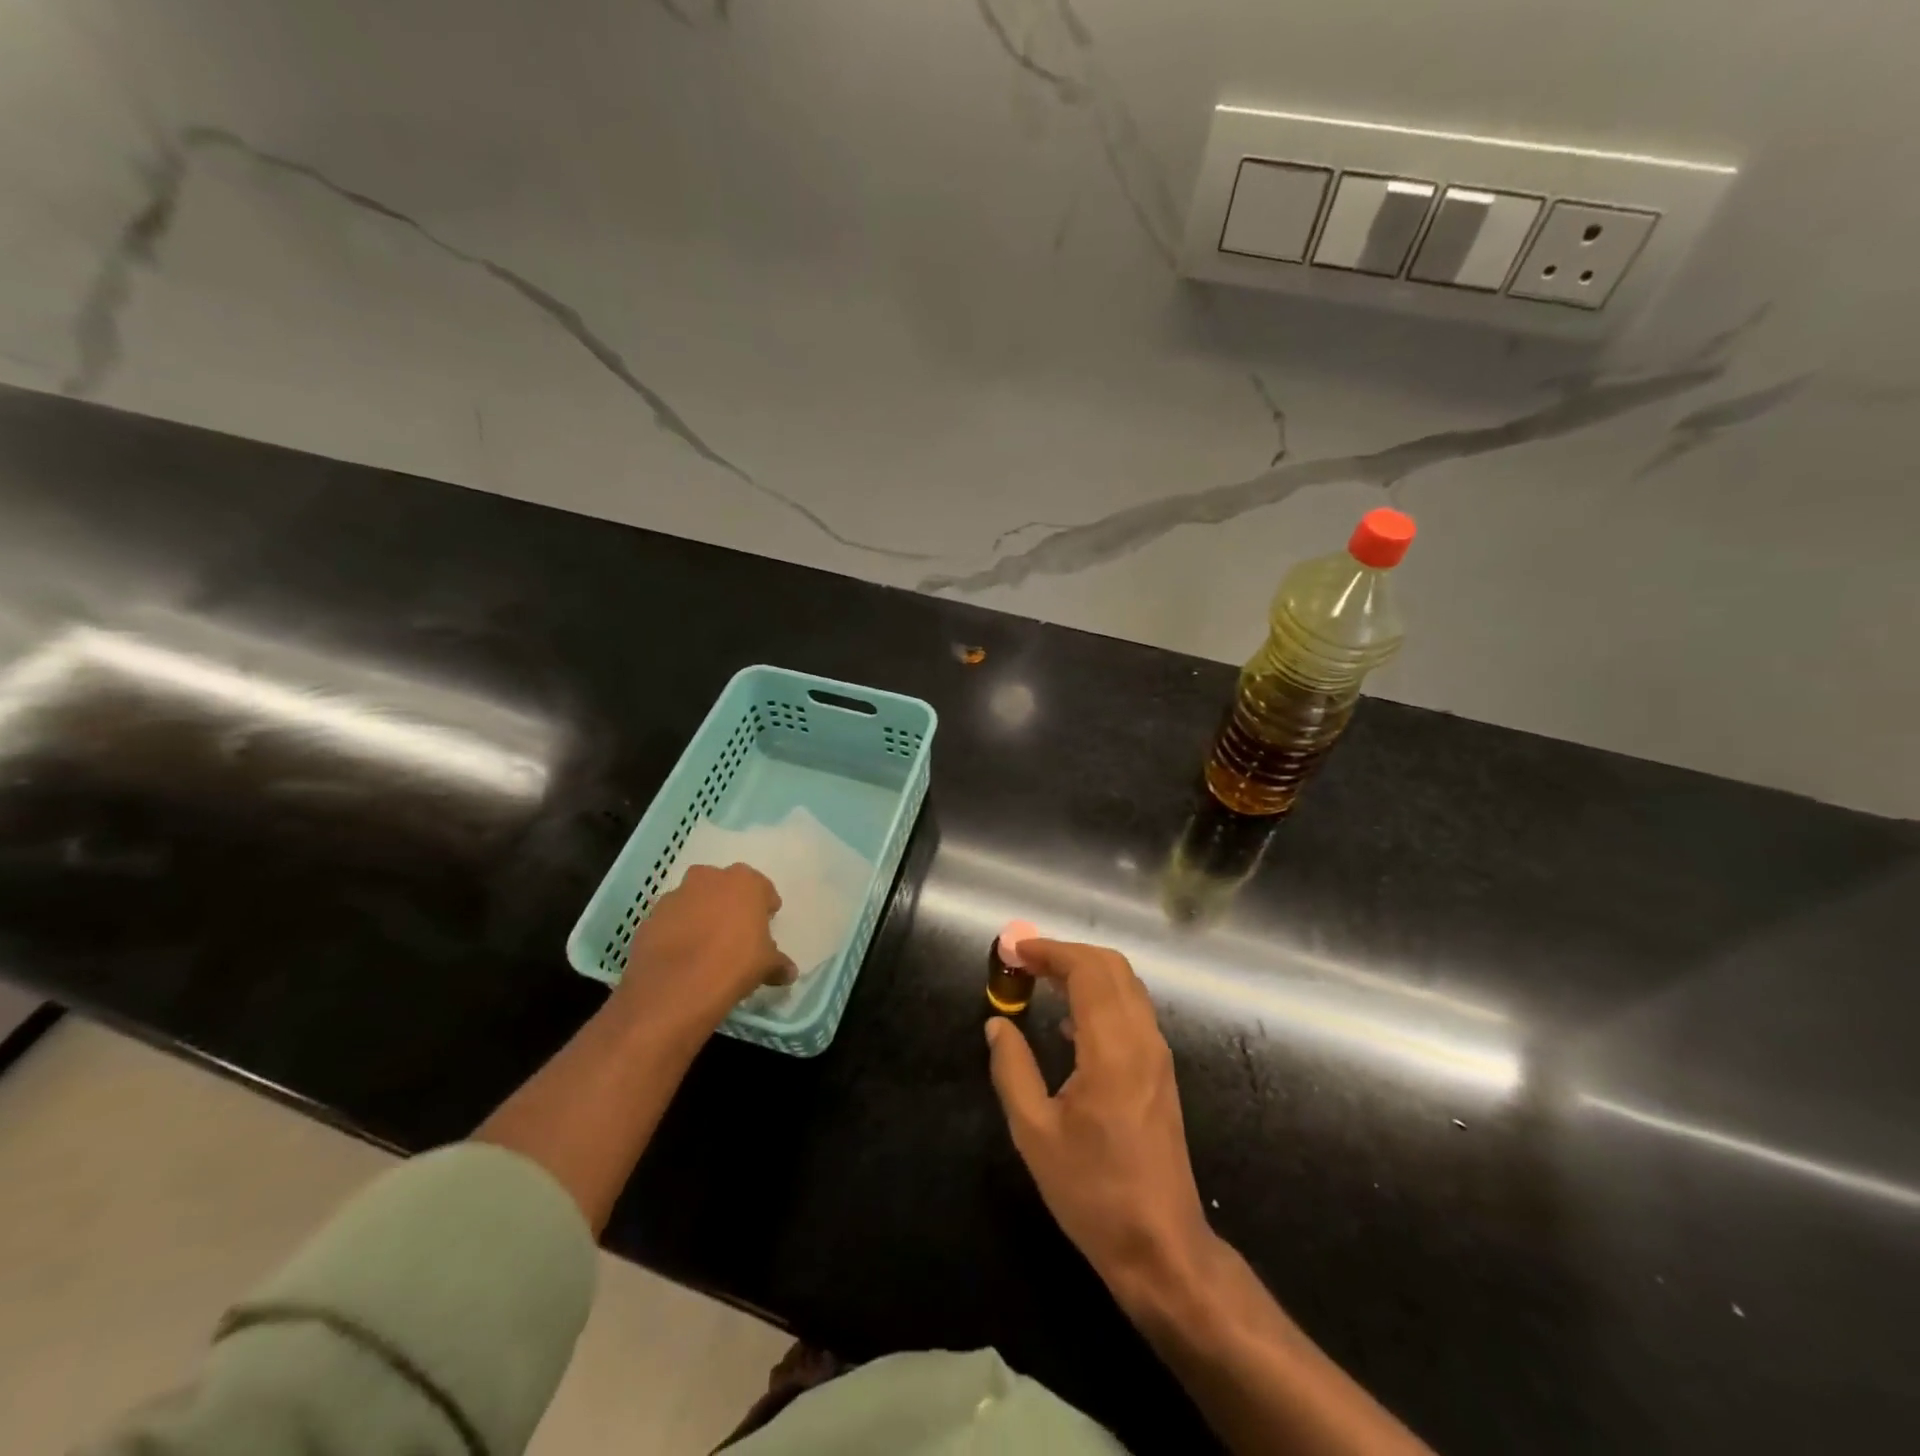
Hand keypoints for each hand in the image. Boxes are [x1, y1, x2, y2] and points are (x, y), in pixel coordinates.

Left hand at [614, 864, 796, 1039]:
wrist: (674, 989)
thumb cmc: (734, 965)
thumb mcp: (766, 966)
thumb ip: (779, 963)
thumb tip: (789, 972)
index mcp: (744, 882)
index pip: (762, 888)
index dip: (765, 907)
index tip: (766, 924)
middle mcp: (709, 879)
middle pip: (724, 886)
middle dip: (730, 903)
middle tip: (735, 931)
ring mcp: (675, 896)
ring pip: (694, 900)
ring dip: (700, 915)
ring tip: (705, 945)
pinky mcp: (649, 917)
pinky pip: (671, 920)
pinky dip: (676, 931)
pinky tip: (681, 956)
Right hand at [986, 939, 1215, 1313]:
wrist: (1161, 1246)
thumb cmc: (1093, 1192)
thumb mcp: (1034, 1133)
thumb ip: (1012, 1069)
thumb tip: (997, 1023)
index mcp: (1112, 1049)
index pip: (1086, 970)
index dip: (1049, 951)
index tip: (1015, 950)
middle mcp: (1142, 1039)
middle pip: (1111, 966)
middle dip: (1067, 953)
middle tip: (1025, 961)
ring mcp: (1158, 1055)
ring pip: (1126, 985)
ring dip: (1085, 971)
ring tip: (1041, 982)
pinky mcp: (1161, 1071)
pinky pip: (1133, 1011)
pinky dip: (1101, 996)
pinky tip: (1070, 1023)